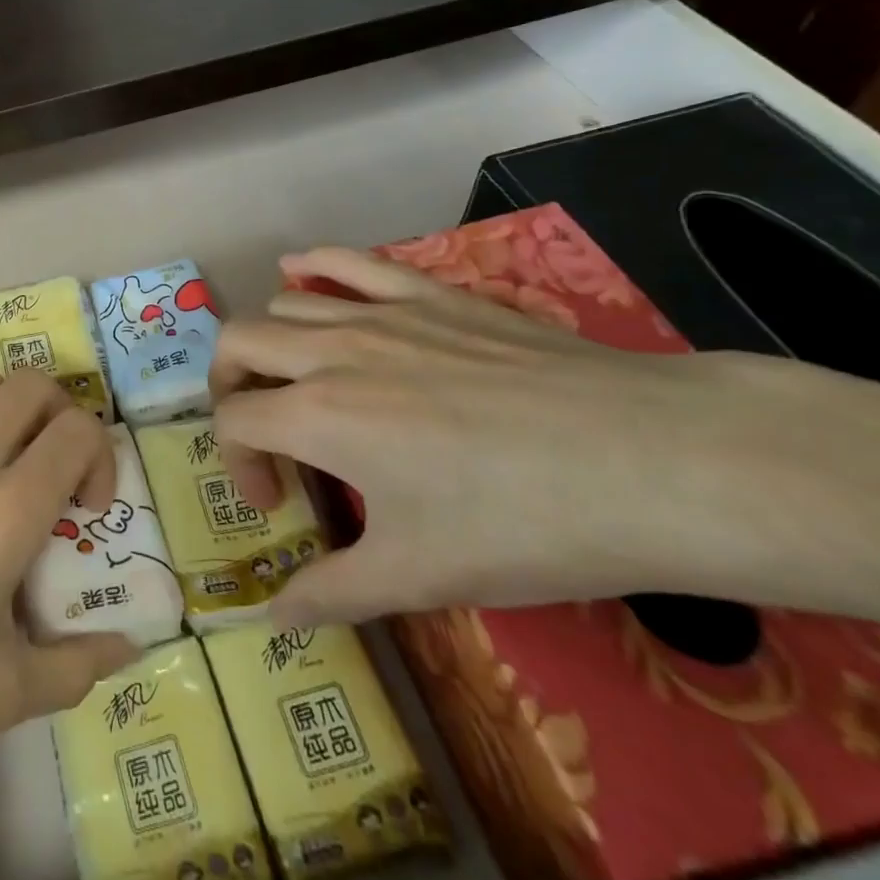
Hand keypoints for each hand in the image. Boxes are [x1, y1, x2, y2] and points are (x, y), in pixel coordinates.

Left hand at [0, 366, 138, 822]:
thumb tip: (127, 648)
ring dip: (8, 408)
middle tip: (53, 473)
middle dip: (61, 417)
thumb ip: (74, 667)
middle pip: (33, 386)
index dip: (101, 459)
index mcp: (4, 507)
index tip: (86, 512)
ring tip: (1, 467)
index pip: (79, 431)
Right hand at [208, 246, 830, 626]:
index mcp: (318, 417)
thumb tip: (271, 618)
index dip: (236, 462)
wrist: (650, 461)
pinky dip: (314, 265)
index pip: (234, 421)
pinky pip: (349, 261)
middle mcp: (332, 352)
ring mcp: (381, 313)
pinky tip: (301, 270)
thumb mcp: (420, 576)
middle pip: (238, 343)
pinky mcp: (429, 293)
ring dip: (272, 342)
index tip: (277, 504)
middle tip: (265, 432)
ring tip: (299, 380)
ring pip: (285, 303)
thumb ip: (332, 592)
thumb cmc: (524, 525)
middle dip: (230, 387)